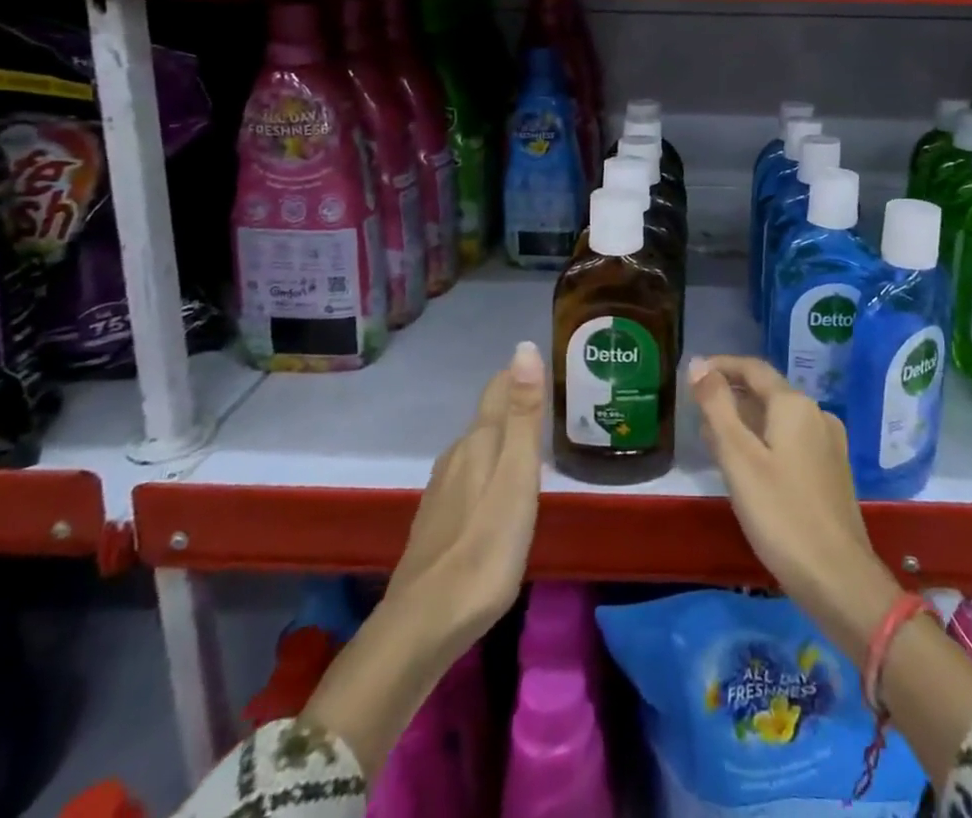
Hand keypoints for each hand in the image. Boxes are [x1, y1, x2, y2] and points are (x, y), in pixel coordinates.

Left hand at [387, 338, 548, 646]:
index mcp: (479, 442)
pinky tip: (495, 493)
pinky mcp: (436, 523)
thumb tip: (523, 347)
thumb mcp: (517, 477)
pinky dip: (486, 471)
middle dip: (513, 406)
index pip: (498, 390)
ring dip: (500, 440)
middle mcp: (456, 457)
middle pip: (487, 418)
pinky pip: (467, 479)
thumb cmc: (485, 548)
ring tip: (528, 445)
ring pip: (475, 450)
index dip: (518, 374)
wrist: (424, 625)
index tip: (543, 364)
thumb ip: (523, 415)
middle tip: (547, 404)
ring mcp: (441, 492)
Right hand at [687, 354, 902, 656]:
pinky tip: (750, 466)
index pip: (753, 368)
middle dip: (732, 395)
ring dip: (747, 420)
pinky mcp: (833, 471)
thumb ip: (717, 407)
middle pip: (768, 391)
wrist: (839, 579)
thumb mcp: (738, 458)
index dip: (721, 366)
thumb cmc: (781, 514)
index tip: (692, 374)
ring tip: (716, 440)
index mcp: (795, 405)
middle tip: (698, 411)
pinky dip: (766, 440)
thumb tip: (697, 364)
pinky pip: (793, 440)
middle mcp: (817, 414)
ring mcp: (830, 443)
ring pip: (780, 418)